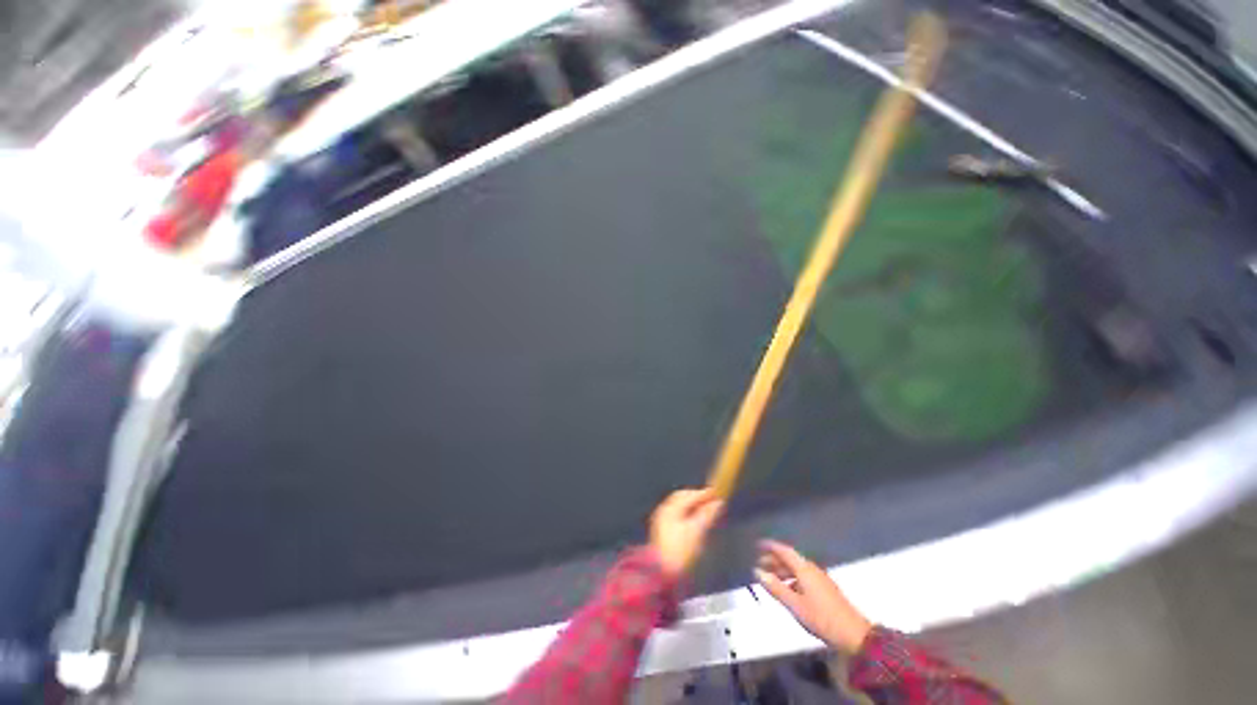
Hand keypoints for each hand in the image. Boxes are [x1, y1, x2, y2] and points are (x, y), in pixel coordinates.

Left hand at [649, 488, 724, 577]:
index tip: (717, 493)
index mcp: (671, 507)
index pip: (690, 495)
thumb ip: (707, 514)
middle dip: (697, 498)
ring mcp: (662, 519)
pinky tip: (694, 520)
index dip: (704, 494)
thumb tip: (718, 502)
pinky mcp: (662, 529)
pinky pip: (677, 514)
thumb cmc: (681, 551)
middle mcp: (665, 509)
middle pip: (682, 497)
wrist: (662, 572)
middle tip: (711, 501)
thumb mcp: (697, 531)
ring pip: (679, 506)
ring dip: (692, 505)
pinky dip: (687, 513)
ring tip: (705, 510)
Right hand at [755, 540, 872, 652]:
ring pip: (796, 569)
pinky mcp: (824, 590)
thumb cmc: (822, 617)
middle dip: (774, 559)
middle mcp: (812, 570)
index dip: (771, 546)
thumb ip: (776, 588)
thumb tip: (758, 572)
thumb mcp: (795, 605)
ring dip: (782, 570)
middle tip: (759, 563)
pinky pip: (802, 577)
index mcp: (805, 569)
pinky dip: (791, 579)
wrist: (854, 635)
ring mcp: (820, 580)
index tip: (758, 544)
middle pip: (790, 559)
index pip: (785, 551)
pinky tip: (786, 590)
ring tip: (769, 577)